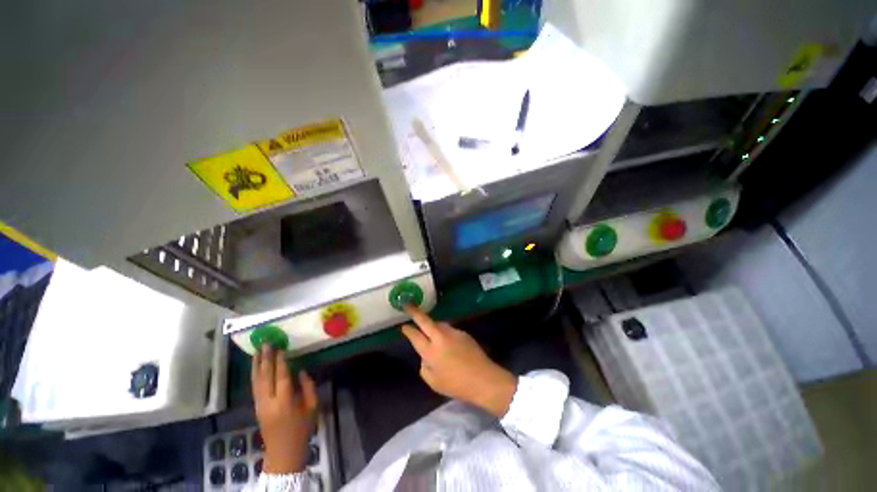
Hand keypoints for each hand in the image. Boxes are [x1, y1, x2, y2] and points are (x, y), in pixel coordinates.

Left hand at [252, 345, 317, 473]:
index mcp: (285, 402)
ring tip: (256, 350)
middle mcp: (269, 402)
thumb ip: (308, 387)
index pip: (281, 377)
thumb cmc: (302, 429)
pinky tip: (255, 366)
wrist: (283, 452)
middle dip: (265, 359)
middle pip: (265, 377)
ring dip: (256, 365)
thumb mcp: (312, 407)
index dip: (280, 362)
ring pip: (256, 381)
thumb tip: (300, 371)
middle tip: (266, 343)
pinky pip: (254, 387)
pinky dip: (254, 375)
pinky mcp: (256, 407)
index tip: (281, 347)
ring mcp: (259, 405)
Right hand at [401, 306, 517, 417]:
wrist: (483, 379)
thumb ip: (424, 366)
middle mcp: (441, 337)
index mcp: (431, 351)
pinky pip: (449, 330)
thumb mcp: (433, 382)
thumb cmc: (456, 385)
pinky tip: (449, 345)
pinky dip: (444, 333)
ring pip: (438, 324)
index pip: (415, 336)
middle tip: (407, 303)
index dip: (407, 330)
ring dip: (432, 325)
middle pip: (425, 320)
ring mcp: (453, 332)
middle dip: (414, 311)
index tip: (403, 326)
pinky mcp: (463, 332)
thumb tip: (425, 356)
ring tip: (431, 333)